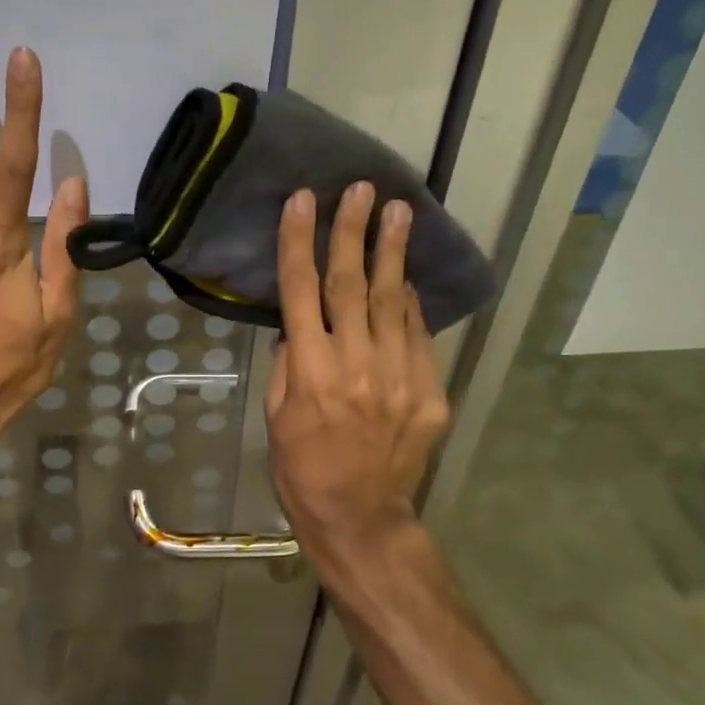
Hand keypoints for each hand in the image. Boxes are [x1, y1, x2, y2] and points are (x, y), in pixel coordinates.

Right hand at [265, 183, 450, 561]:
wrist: (359, 515)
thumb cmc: (302, 467)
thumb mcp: (275, 415)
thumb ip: (288, 363)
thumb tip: (299, 323)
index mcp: (309, 371)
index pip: (300, 290)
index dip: (298, 241)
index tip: (302, 200)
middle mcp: (355, 365)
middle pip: (350, 283)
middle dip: (353, 231)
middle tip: (362, 189)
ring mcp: (398, 377)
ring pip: (392, 302)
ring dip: (392, 254)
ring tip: (399, 212)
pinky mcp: (429, 392)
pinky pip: (418, 336)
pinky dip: (410, 304)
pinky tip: (405, 279)